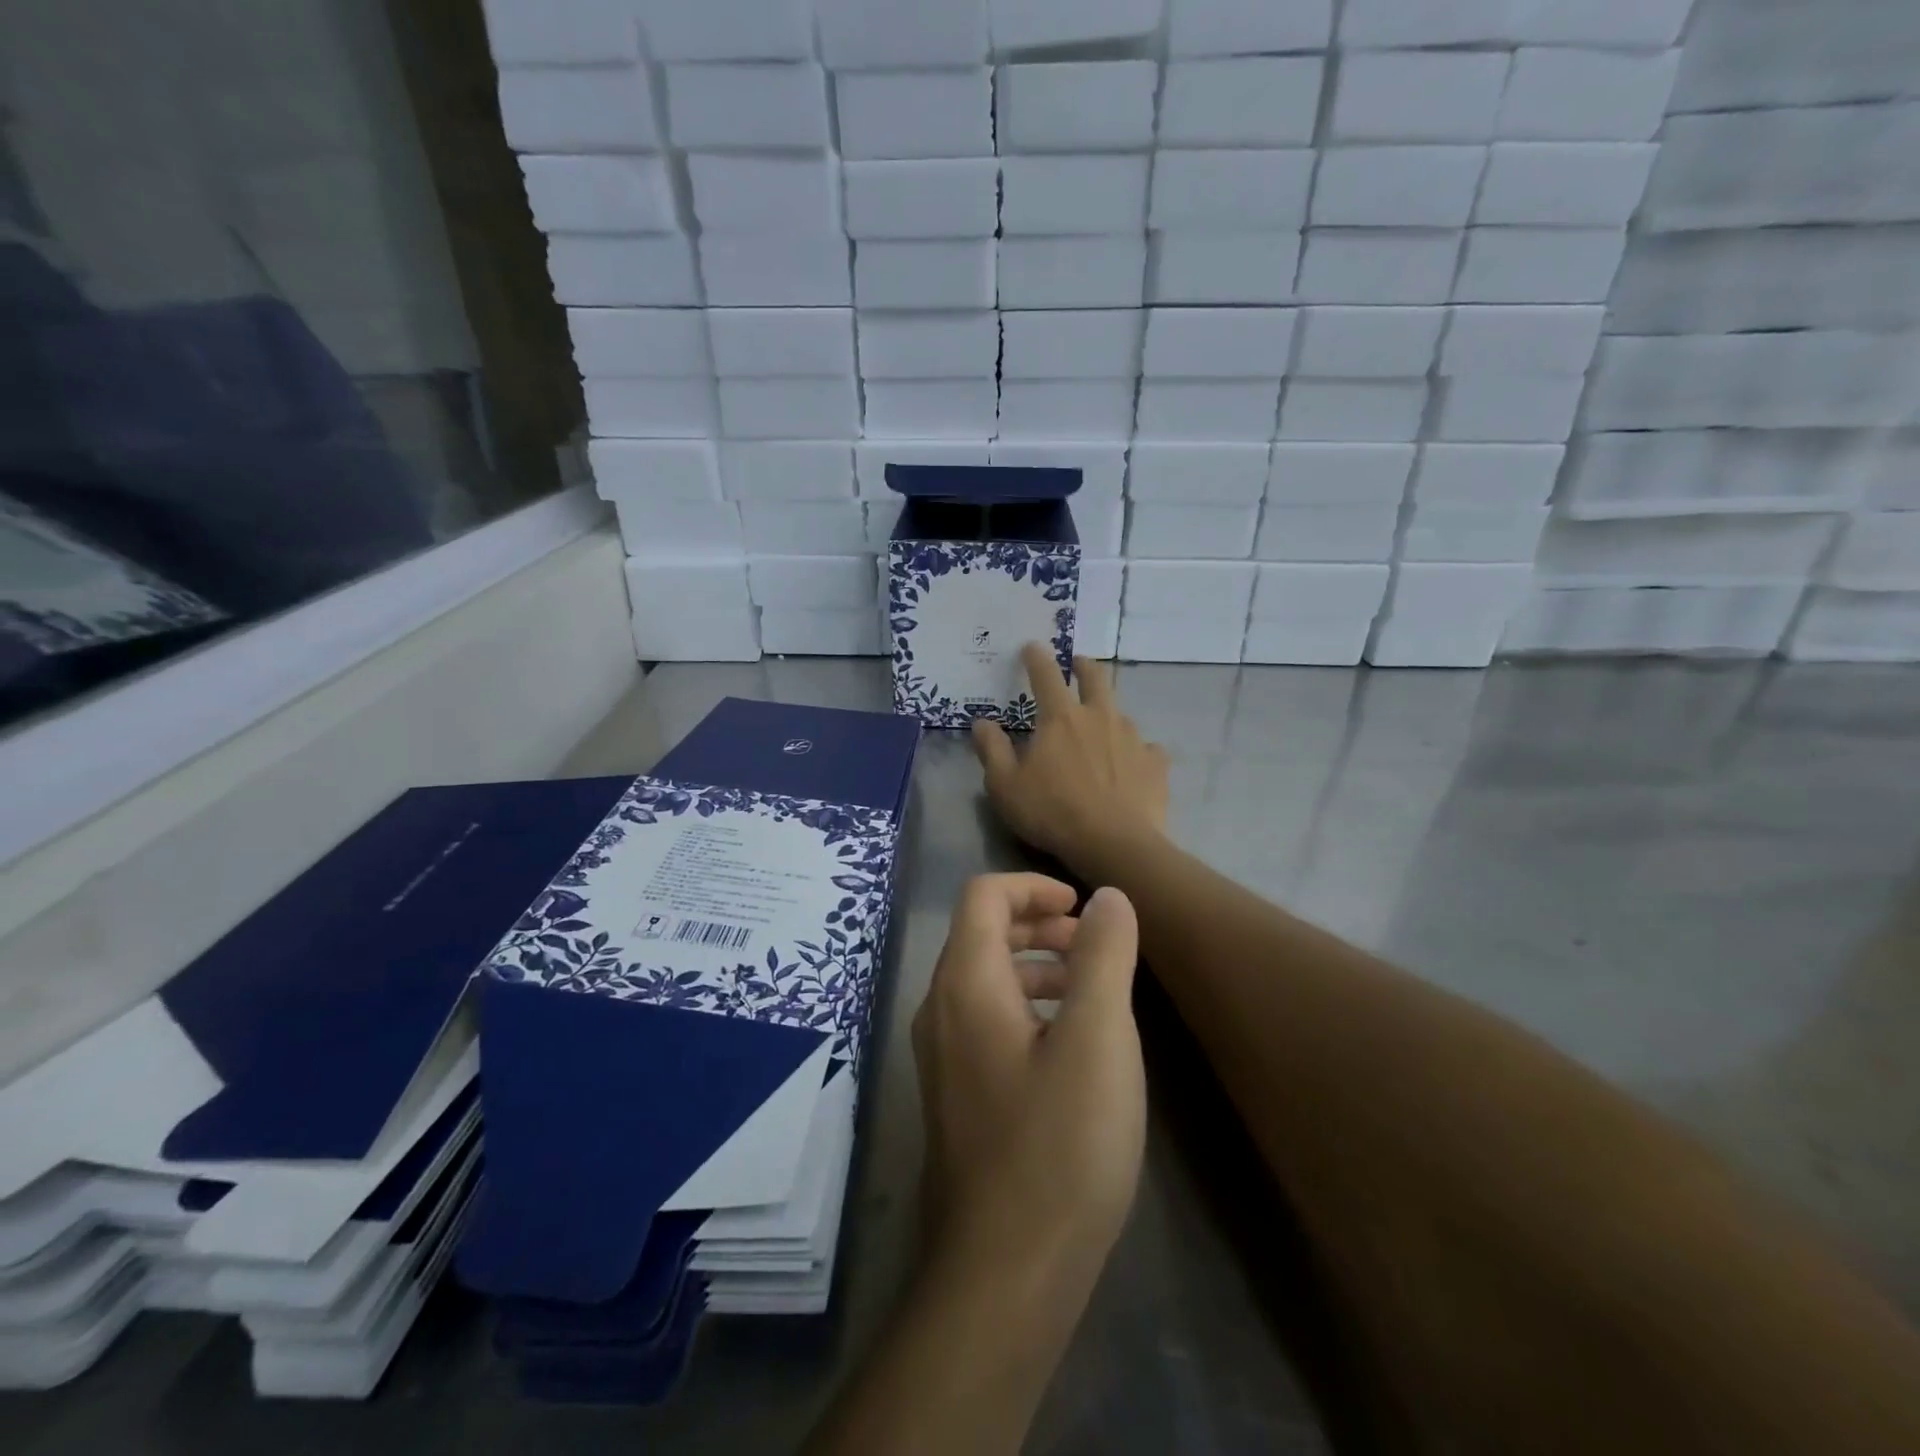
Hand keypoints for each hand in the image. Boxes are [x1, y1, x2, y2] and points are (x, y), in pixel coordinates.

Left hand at [912, 873, 1144, 1281]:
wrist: (1005, 1273)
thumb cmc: (1058, 1145)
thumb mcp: (1098, 1038)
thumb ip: (1103, 956)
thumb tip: (1106, 896)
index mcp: (966, 983)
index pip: (983, 896)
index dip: (1032, 886)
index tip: (1082, 906)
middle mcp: (940, 1009)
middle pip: (981, 934)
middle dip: (1038, 923)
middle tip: (1093, 942)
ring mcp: (942, 1056)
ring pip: (986, 980)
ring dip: (1036, 966)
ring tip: (1091, 988)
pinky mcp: (956, 1094)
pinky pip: (987, 1021)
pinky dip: (1028, 1006)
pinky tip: (1070, 1045)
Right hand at [972, 645, 1170, 877]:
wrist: (1114, 844)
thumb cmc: (1052, 813)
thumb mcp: (1005, 786)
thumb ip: (992, 750)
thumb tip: (982, 722)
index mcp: (1060, 718)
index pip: (1045, 675)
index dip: (1036, 658)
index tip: (1031, 647)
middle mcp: (1099, 716)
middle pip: (1094, 678)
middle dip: (1083, 666)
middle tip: (1077, 664)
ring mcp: (1132, 737)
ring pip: (1120, 713)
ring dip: (1108, 713)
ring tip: (1101, 728)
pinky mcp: (1156, 762)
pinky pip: (1146, 747)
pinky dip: (1136, 751)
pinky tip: (1132, 764)